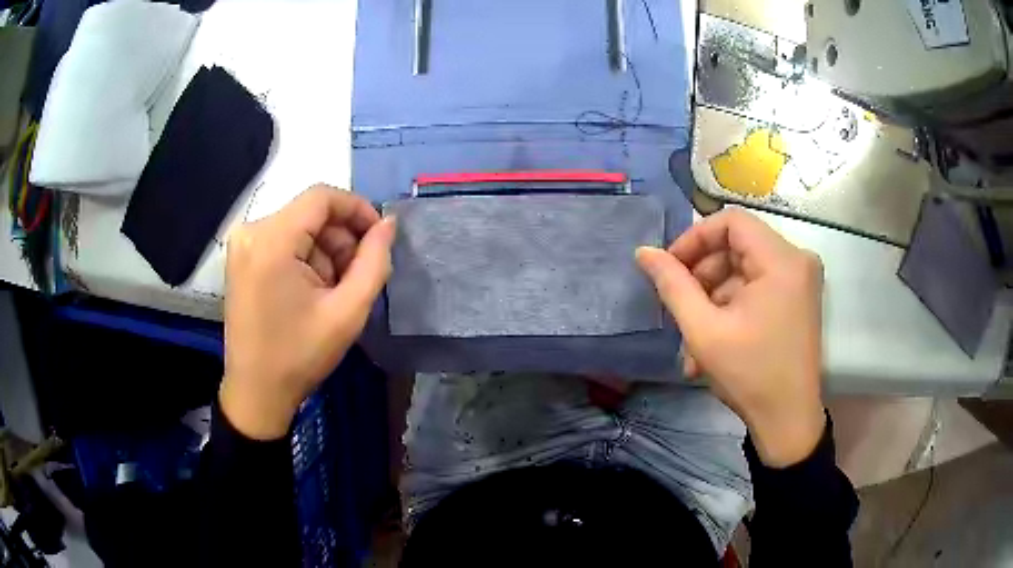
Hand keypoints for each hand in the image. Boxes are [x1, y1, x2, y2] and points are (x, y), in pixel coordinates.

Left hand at [221, 185, 394, 439]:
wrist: (256, 392)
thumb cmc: (300, 355)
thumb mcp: (347, 311)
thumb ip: (374, 261)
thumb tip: (388, 224)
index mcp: (272, 240)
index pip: (322, 197)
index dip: (357, 209)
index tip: (379, 237)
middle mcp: (251, 231)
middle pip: (310, 214)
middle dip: (341, 239)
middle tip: (357, 277)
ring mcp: (242, 245)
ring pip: (299, 227)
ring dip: (325, 252)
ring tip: (334, 292)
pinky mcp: (241, 258)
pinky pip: (284, 241)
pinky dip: (306, 259)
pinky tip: (312, 291)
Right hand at [636, 209, 824, 466]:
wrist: (788, 420)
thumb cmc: (749, 375)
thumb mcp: (703, 330)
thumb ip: (672, 285)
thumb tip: (644, 252)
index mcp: (782, 260)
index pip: (731, 221)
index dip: (695, 239)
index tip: (671, 268)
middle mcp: (797, 260)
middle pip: (738, 246)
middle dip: (703, 275)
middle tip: (681, 309)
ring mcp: (800, 280)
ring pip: (744, 269)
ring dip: (713, 299)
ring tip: (693, 340)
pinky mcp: (798, 298)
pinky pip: (757, 287)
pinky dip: (732, 307)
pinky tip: (713, 342)